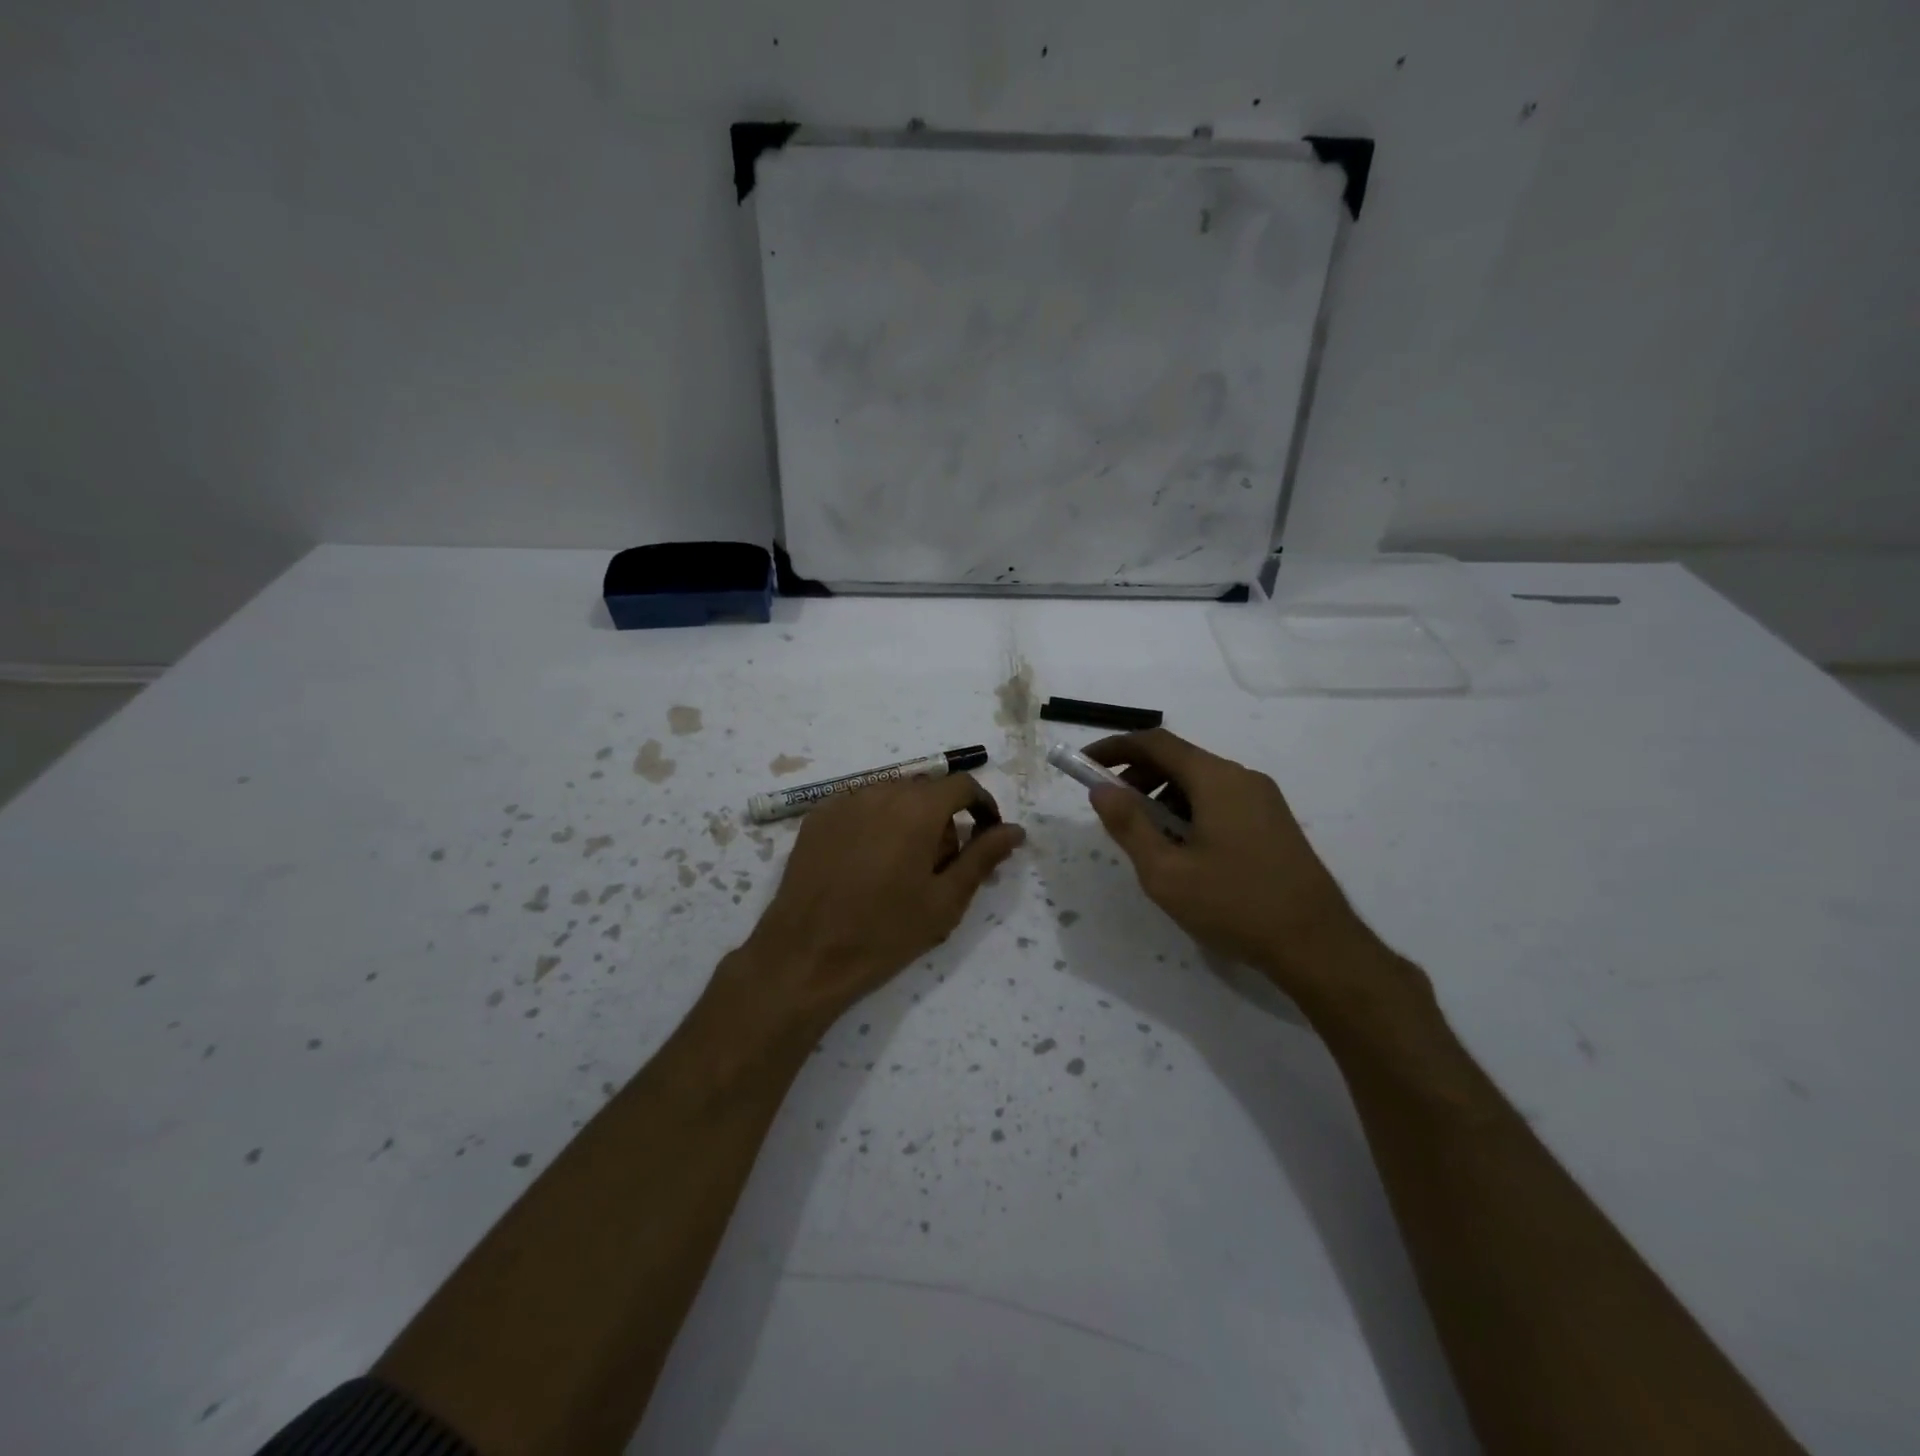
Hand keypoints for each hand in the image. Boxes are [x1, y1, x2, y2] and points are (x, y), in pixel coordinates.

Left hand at [725, 775, 1023, 1026]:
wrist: (806, 955)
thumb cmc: (885, 932)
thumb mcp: (946, 900)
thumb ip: (983, 857)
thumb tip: (1015, 830)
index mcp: (917, 808)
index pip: (962, 785)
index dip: (982, 807)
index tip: (985, 837)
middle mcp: (880, 791)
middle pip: (926, 790)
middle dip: (942, 818)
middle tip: (939, 866)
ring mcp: (844, 801)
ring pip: (892, 796)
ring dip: (908, 819)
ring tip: (900, 867)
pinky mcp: (817, 816)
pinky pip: (860, 806)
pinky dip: (875, 823)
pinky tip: (866, 863)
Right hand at [1084, 730, 1402, 1013]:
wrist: (1317, 945)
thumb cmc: (1235, 905)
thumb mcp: (1166, 872)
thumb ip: (1129, 826)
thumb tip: (1101, 789)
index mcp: (1216, 779)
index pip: (1155, 742)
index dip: (1115, 747)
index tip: (1084, 763)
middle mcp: (1242, 778)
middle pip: (1178, 758)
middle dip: (1137, 775)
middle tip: (1112, 808)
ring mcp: (1263, 799)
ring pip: (1200, 781)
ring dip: (1163, 795)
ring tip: (1146, 837)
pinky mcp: (1273, 822)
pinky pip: (1220, 799)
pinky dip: (1189, 809)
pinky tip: (1184, 850)